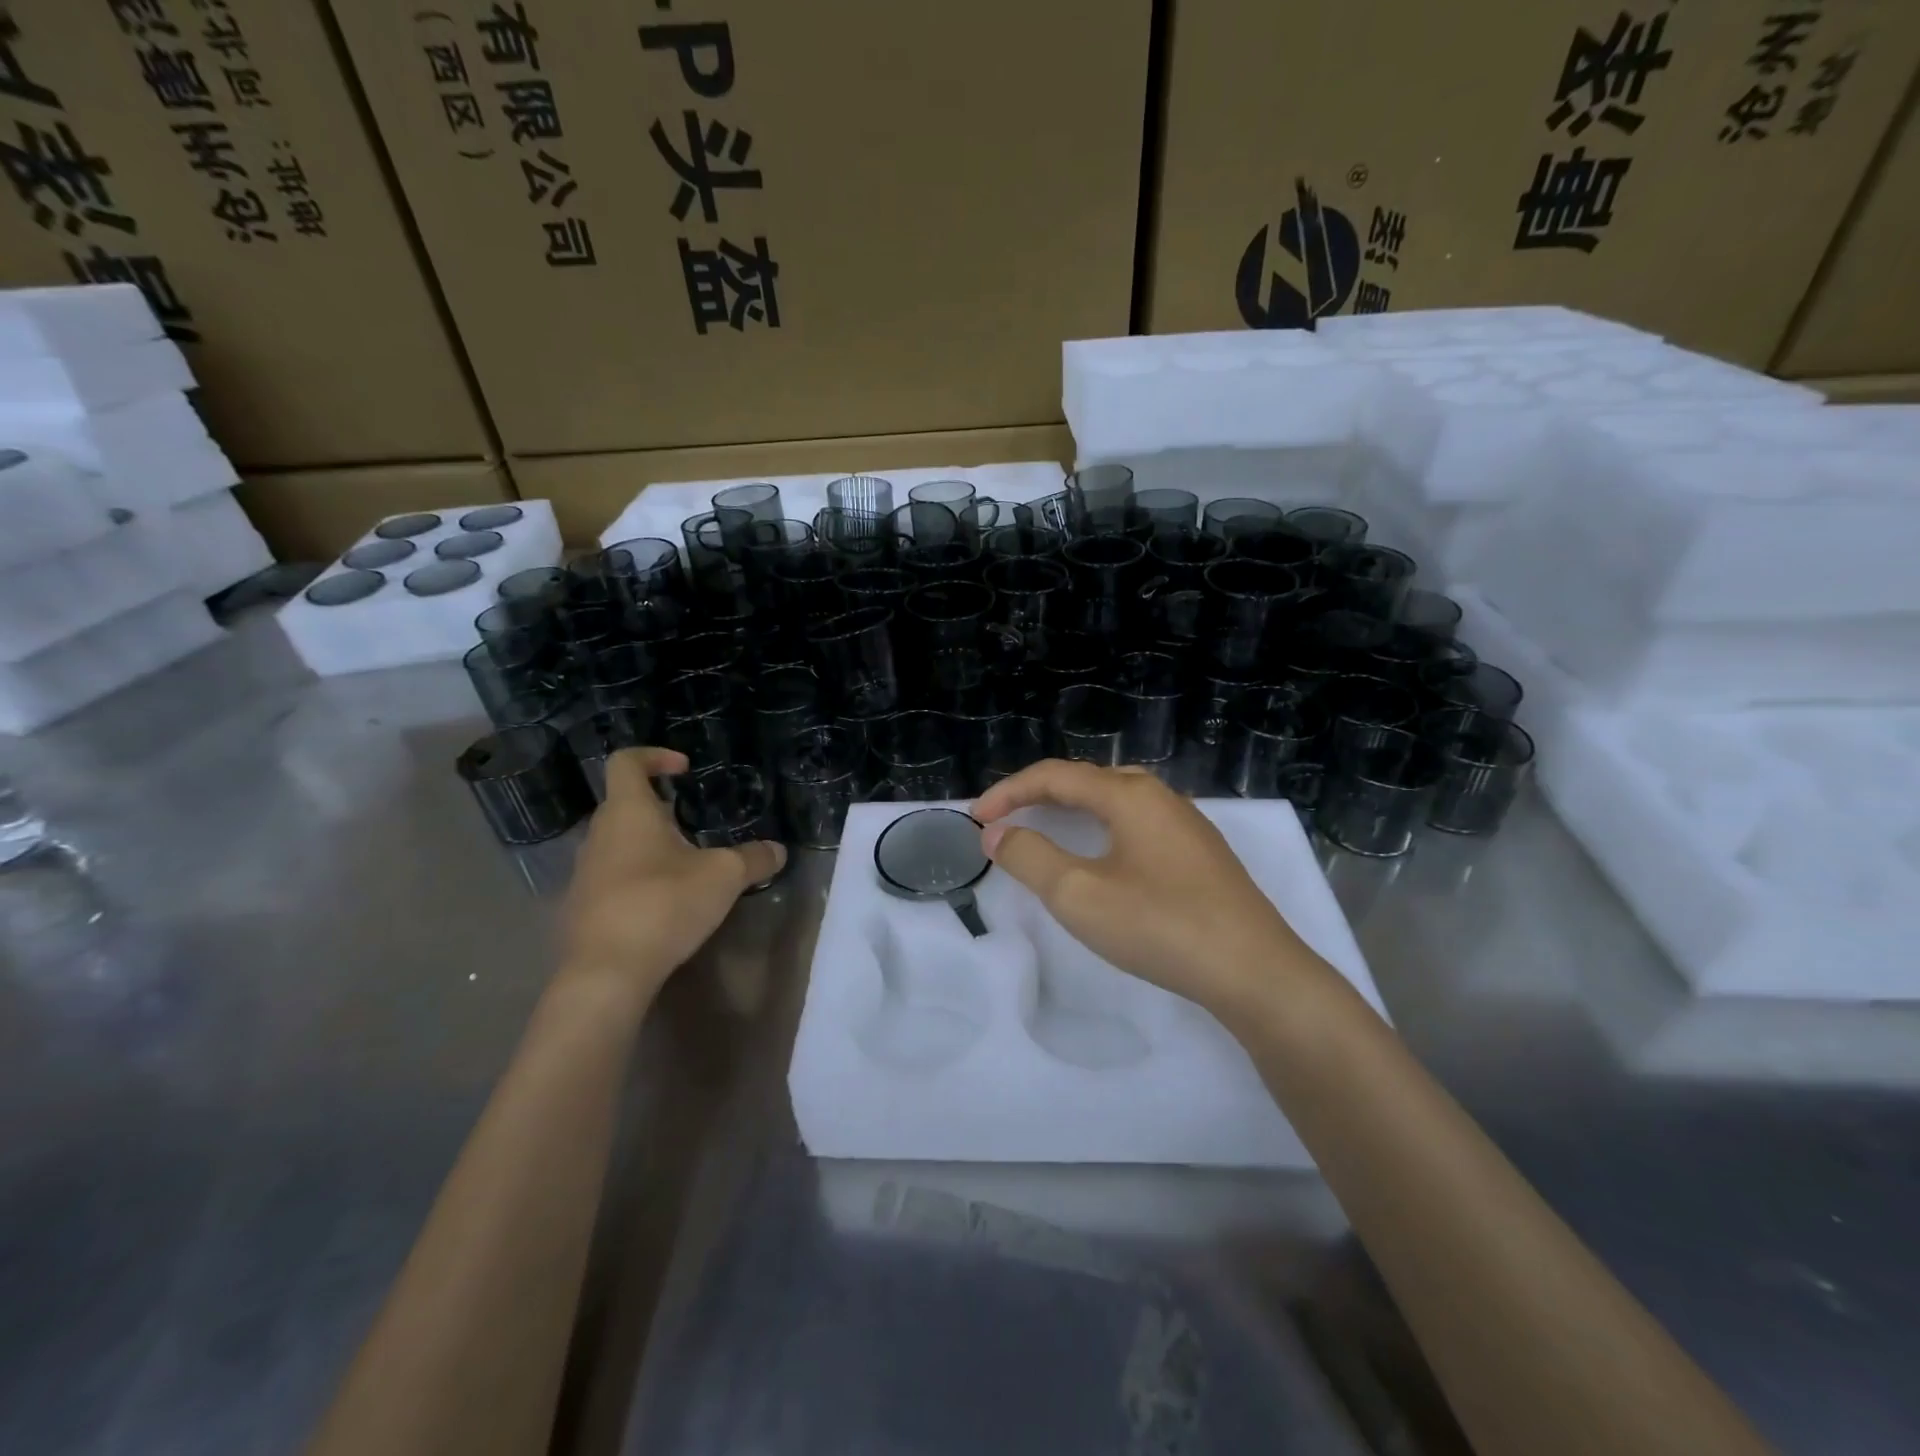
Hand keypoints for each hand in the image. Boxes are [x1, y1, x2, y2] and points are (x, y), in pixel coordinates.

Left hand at [556, 747, 785, 1013]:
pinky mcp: (581, 907)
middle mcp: (598, 834)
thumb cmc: (663, 905)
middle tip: (695, 825)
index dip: (654, 756)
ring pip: (618, 842)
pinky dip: (638, 878)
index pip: (626, 762)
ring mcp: (584, 872)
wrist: (605, 973)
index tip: (685, 770)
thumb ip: (754, 858)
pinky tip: (665, 904)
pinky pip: (612, 877)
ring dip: (650, 845)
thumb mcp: (724, 877)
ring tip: (686, 868)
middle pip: (624, 803)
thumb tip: (778, 851)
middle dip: (661, 808)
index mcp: (628, 812)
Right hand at [973, 760, 1327, 1016]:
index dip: (1009, 792)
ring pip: (1115, 800)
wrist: (1254, 971)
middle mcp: (1159, 796)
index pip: (1055, 776)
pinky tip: (1102, 856)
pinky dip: (1101, 828)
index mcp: (1129, 795)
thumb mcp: (1079, 894)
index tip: (975, 820)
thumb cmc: (1160, 925)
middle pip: (1086, 780)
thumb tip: (996, 834)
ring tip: (1044, 830)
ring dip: (1072, 809)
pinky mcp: (1200, 853)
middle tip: (1006, 821)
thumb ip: (1030, 857)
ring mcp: (1186, 824)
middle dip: (1038, 795)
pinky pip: (1137, 823)